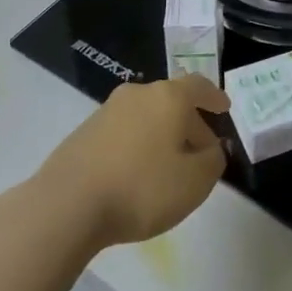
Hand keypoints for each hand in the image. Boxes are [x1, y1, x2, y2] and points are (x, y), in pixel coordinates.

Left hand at [35, 75, 229, 249]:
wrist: (67, 204)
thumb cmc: (142, 188)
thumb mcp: (195, 182)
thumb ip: (213, 160)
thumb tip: (211, 148)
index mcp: (168, 97)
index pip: (199, 86)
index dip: (214, 97)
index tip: (224, 108)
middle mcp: (137, 94)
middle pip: (172, 101)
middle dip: (189, 123)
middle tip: (201, 150)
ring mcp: (107, 111)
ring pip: (146, 116)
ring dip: (162, 135)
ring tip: (169, 167)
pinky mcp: (84, 132)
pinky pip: (124, 132)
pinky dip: (138, 145)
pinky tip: (137, 174)